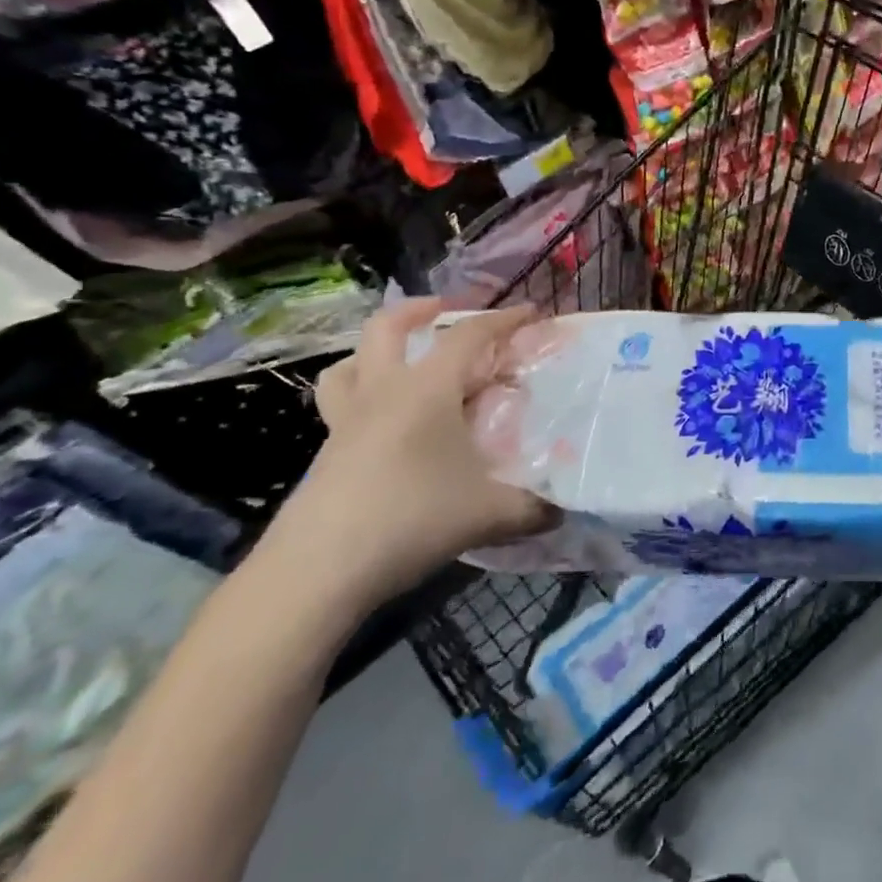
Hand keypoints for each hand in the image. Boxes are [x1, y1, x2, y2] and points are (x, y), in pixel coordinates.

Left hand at [262, 301, 557, 614]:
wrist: (318, 570)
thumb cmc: (411, 518)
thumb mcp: (488, 513)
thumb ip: (532, 508)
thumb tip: (563, 511)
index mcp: (426, 390)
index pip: (468, 336)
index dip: (502, 319)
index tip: (530, 312)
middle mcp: (382, 393)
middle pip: (387, 328)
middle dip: (418, 310)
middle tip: (444, 313)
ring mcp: (346, 423)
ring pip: (348, 365)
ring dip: (374, 352)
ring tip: (401, 363)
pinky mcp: (325, 455)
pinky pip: (340, 407)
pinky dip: (362, 399)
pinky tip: (387, 430)